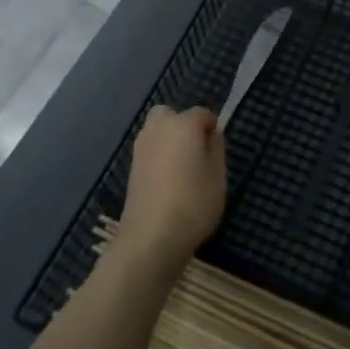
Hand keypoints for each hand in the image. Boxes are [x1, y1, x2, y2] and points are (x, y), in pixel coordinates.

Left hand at [116, 106, 226, 279]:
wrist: (152, 235)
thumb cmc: (193, 202)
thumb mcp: (218, 175)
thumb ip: (216, 148)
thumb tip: (211, 133)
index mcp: (183, 124)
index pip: (202, 113)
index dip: (212, 128)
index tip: (218, 151)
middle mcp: (158, 128)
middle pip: (171, 115)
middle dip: (184, 126)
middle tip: (197, 153)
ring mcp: (141, 147)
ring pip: (157, 132)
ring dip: (169, 141)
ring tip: (184, 170)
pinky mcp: (131, 167)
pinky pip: (150, 150)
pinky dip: (159, 157)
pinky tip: (168, 182)